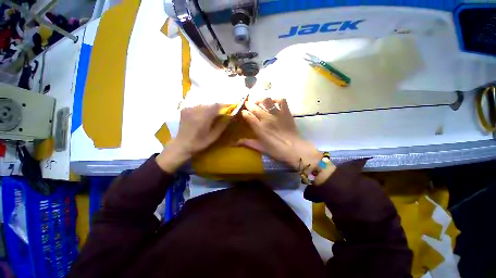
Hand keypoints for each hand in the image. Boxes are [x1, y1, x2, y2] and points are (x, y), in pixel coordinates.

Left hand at [156, 104, 229, 172]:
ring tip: (213, 115)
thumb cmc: (199, 143)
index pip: (216, 106)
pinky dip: (203, 109)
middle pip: (210, 104)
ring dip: (210, 108)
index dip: (224, 105)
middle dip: (217, 108)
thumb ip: (222, 125)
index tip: (230, 108)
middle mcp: (195, 110)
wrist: (181, 145)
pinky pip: (197, 106)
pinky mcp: (185, 109)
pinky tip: (203, 116)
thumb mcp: (213, 136)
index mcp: (203, 118)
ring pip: (204, 104)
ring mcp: (189, 109)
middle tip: (222, 113)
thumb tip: (230, 116)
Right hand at [238, 97, 321, 170]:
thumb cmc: (275, 150)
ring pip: (266, 101)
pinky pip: (281, 100)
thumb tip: (234, 143)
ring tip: (259, 102)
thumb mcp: (260, 147)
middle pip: (255, 107)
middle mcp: (266, 118)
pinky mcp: (285, 112)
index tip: (243, 112)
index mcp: (258, 127)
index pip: (247, 115)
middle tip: (248, 104)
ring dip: (261, 100)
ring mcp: (276, 114)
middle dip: (249, 104)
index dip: (244, 112)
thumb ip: (247, 143)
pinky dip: (276, 99)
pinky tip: (273, 102)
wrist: (293, 148)